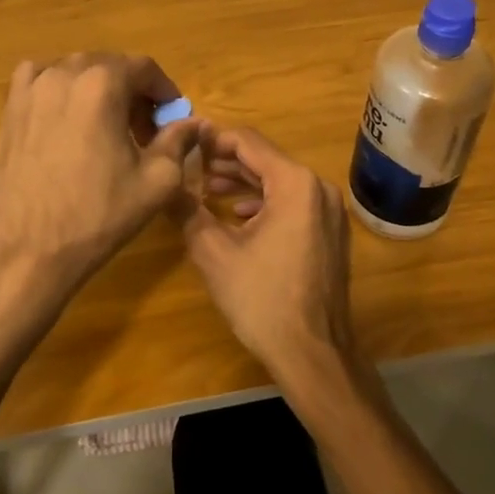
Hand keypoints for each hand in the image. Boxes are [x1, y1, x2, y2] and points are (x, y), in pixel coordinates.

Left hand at [0, 53, 198, 325]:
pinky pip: (41, 80)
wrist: (26, 251)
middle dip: (133, 92)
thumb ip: (179, 141)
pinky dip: (60, 88)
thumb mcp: (156, 181)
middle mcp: (63, 74)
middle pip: (110, 66)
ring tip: (107, 127)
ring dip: (99, 90)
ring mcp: (30, 89)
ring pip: (76, 71)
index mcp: (102, 85)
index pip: (144, 68)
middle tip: (145, 131)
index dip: (165, 91)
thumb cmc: (97, 216)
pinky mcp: (9, 108)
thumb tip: (193, 123)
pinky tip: (67, 118)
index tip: (173, 118)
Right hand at [183, 124, 360, 393]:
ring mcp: (329, 211)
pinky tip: (238, 216)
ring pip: (280, 181)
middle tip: (191, 170)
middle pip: (265, 159)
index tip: (184, 145)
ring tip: (206, 192)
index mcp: (295, 183)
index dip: (213, 140)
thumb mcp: (213, 252)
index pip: (248, 142)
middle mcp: (319, 188)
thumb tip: (163, 184)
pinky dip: (264, 202)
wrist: (312, 353)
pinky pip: (293, 203)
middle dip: (226, 163)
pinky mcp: (330, 232)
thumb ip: (186, 210)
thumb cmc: (262, 299)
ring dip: (243, 183)